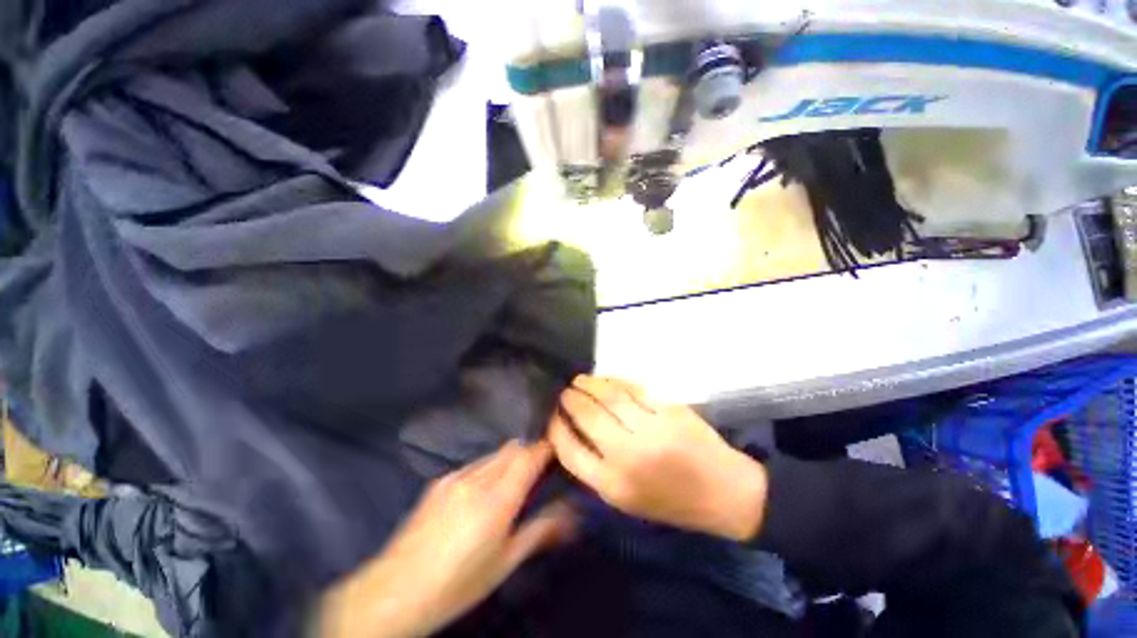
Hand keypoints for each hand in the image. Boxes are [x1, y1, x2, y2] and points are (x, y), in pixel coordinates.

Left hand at [320, 441, 574, 637]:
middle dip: (530, 452)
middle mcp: (478, 478)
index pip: (530, 456)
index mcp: (497, 500)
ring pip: (495, 452)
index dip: (547, 448)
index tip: (559, 452)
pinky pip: (476, 462)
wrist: (394, 591)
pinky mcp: (440, 480)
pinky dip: (490, 466)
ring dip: (510, 458)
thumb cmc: (457, 585)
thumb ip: (541, 530)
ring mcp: (456, 476)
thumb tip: (571, 513)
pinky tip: (484, 491)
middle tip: (540, 471)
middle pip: (514, 447)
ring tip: (513, 482)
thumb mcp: (505, 562)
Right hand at [548, 376, 766, 541]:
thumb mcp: (626, 500)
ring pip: (610, 395)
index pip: (569, 451)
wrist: (724, 493)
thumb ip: (597, 468)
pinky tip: (607, 379)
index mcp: (614, 485)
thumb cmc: (671, 501)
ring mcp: (651, 429)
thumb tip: (572, 433)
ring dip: (590, 384)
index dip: (555, 429)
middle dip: (571, 399)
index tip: (551, 416)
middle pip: (587, 416)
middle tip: (565, 391)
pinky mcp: (669, 410)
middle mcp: (629, 455)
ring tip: (581, 380)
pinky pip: (634, 389)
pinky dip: (616, 380)